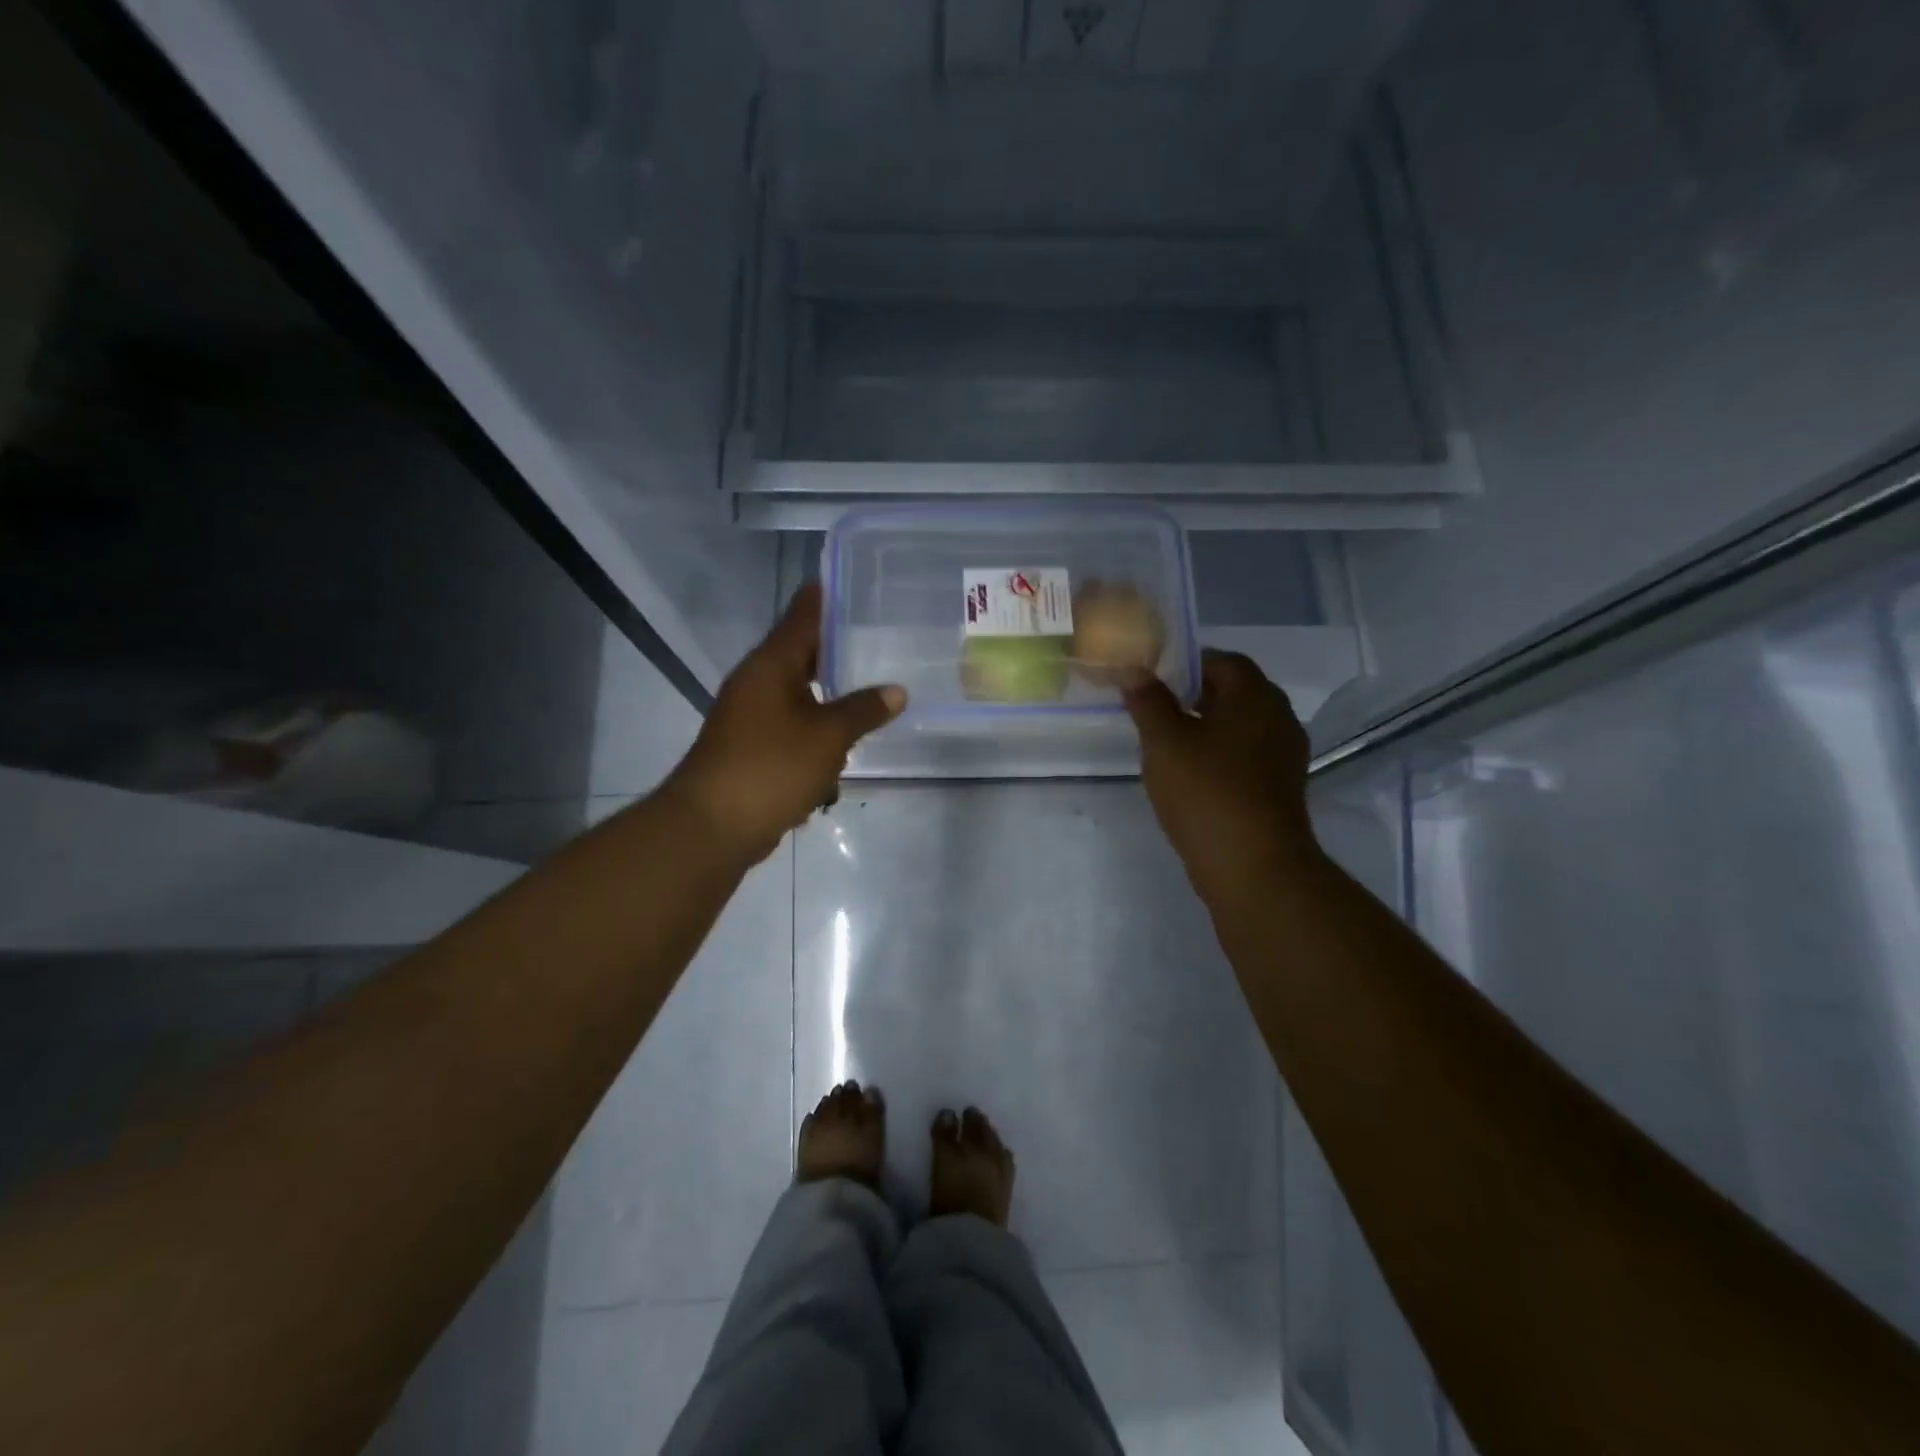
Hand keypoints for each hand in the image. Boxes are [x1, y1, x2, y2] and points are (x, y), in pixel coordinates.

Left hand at [667, 585, 905, 862]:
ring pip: (799, 692)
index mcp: (771, 665)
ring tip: (871, 686)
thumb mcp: (828, 736)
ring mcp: (750, 716)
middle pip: (801, 652)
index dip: (826, 596)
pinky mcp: (752, 747)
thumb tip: (897, 691)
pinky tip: (845, 741)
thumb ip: (863, 710)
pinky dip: (817, 728)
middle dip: (837, 647)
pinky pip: (793, 726)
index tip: (853, 580)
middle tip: (878, 635)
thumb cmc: (771, 767)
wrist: (713, 826)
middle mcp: (757, 682)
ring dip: (830, 692)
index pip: (802, 615)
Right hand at [1123, 651, 1320, 903]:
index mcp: (1255, 696)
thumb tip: (1134, 670)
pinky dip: (1221, 754)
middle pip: (1235, 691)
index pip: (1222, 660)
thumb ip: (1148, 701)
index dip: (1186, 663)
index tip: (1152, 678)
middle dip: (1194, 695)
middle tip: (1154, 708)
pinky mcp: (1281, 787)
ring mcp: (1285, 754)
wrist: (1254, 866)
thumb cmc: (1206, 792)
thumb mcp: (1164, 742)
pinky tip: (1192, 774)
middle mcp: (1279, 717)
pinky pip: (1247, 755)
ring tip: (1167, 742)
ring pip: (1241, 726)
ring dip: (1207, 727)